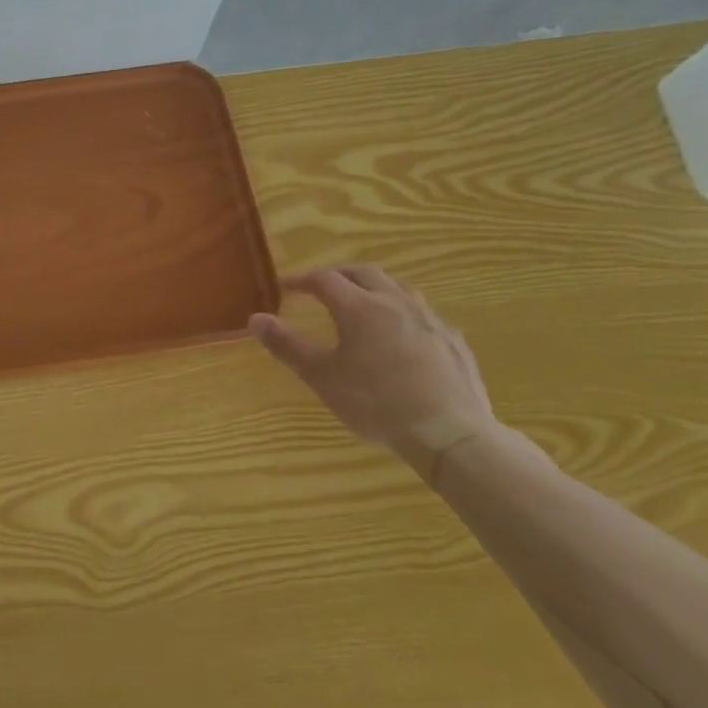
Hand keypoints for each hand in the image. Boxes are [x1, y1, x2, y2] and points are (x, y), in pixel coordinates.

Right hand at [250, 265, 501, 471]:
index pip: (325, 279)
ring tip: (360, 303)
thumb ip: (287, 346)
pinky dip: (401, 311)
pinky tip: (400, 335)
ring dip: (372, 287)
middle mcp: (395, 302)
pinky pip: (422, 313)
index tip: (286, 288)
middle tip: (321, 287)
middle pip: (363, 272)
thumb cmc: (377, 404)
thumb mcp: (322, 377)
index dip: (302, 280)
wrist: (450, 434)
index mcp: (360, 307)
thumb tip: (255, 319)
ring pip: (397, 287)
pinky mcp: (452, 340)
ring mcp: (429, 319)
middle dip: (338, 275)